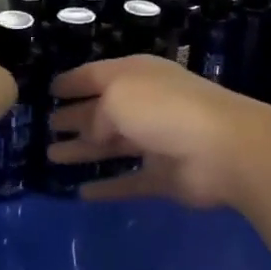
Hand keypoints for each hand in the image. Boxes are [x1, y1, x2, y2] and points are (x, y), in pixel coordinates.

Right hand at [47, 56, 270, 208]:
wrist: (225, 148)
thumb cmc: (165, 109)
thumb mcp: (118, 97)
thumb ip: (96, 113)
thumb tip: (92, 131)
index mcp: (135, 75)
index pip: (95, 75)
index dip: (71, 82)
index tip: (49, 90)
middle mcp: (144, 104)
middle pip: (101, 111)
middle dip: (74, 118)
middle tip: (45, 128)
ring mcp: (155, 141)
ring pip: (112, 146)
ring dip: (83, 150)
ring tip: (51, 158)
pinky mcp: (164, 176)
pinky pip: (128, 181)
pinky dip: (108, 187)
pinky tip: (81, 194)